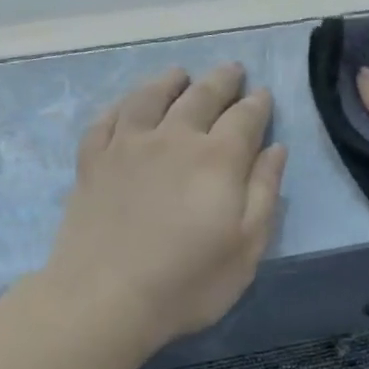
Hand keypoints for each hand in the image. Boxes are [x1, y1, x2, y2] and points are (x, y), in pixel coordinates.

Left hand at [47, 64, 287, 351]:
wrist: (104, 298)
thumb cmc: (188, 281)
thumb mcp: (247, 246)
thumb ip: (264, 192)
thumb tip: (275, 149)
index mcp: (219, 159)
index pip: (245, 118)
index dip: (258, 104)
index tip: (263, 95)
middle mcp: (174, 138)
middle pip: (201, 96)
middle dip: (222, 81)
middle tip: (233, 70)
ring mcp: (127, 146)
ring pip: (151, 97)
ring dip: (170, 81)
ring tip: (181, 74)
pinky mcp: (92, 161)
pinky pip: (108, 119)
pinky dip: (123, 105)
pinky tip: (128, 105)